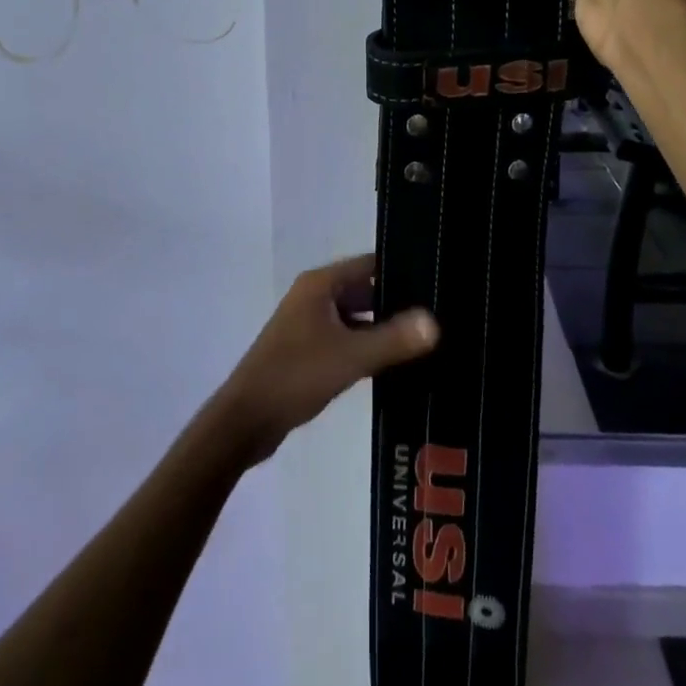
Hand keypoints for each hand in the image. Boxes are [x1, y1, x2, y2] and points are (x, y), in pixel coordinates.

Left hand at [212, 255, 438, 467]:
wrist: (245, 421)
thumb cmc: (295, 376)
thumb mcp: (350, 357)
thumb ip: (394, 339)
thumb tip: (435, 322)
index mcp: (320, 285)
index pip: (369, 265)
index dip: (402, 270)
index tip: (436, 281)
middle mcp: (314, 297)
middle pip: (364, 291)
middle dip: (397, 302)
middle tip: (439, 314)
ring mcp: (309, 325)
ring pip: (356, 317)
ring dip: (383, 328)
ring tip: (426, 340)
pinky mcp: (308, 352)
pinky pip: (346, 339)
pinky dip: (367, 347)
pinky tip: (396, 364)